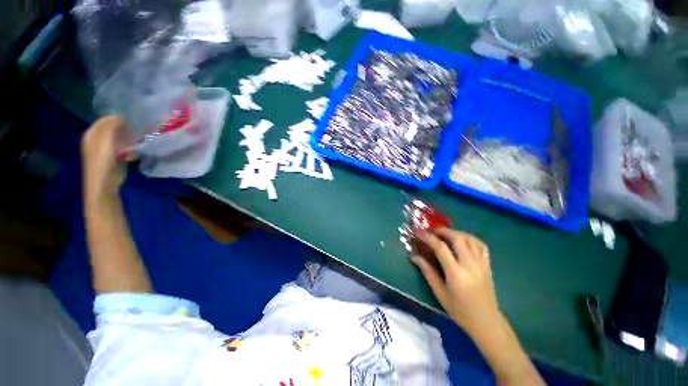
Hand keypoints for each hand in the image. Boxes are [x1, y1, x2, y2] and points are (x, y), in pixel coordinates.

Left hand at [81, 116, 131, 203]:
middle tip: (139, 129)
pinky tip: (135, 152)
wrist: (103, 185)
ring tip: (139, 140)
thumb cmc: (103, 162)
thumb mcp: (106, 141)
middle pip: (113, 129)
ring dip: (129, 139)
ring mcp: (105, 150)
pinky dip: (130, 148)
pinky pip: (123, 148)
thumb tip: (122, 117)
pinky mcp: (113, 159)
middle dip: (126, 128)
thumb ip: (112, 127)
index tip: (134, 119)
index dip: (118, 118)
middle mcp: (96, 140)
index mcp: (91, 134)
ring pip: (119, 139)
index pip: (106, 120)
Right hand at [412, 228, 500, 334]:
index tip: (418, 232)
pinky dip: (470, 238)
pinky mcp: (488, 265)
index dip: (427, 237)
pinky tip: (462, 240)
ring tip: (445, 234)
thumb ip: (427, 272)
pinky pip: (481, 245)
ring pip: (470, 239)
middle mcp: (470, 264)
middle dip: (442, 231)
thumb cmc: (460, 311)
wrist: (486, 322)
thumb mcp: (440, 293)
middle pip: (457, 238)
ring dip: (456, 232)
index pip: (440, 247)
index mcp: (456, 273)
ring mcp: (481, 264)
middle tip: (432, 231)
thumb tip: (414, 256)